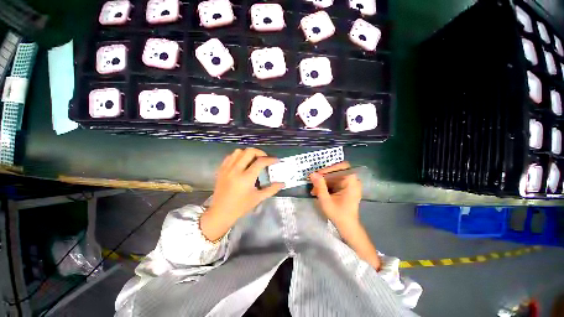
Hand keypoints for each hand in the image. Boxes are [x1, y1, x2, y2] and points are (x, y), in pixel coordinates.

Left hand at [201, 148, 283, 240]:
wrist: (220, 212)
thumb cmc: (240, 207)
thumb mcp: (258, 198)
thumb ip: (272, 189)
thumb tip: (283, 183)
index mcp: (246, 178)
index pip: (260, 162)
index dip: (270, 159)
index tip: (276, 160)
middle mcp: (236, 170)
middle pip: (249, 152)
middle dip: (260, 152)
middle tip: (265, 158)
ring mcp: (227, 168)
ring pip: (239, 151)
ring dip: (248, 153)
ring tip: (253, 159)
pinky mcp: (221, 169)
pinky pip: (230, 156)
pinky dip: (238, 156)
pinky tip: (242, 162)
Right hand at [309, 161, 361, 227]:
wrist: (347, 227)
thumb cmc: (338, 214)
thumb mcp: (326, 200)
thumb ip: (320, 186)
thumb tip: (312, 174)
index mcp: (351, 182)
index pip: (341, 167)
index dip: (329, 169)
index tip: (318, 174)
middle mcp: (352, 181)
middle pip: (336, 172)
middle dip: (323, 177)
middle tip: (313, 181)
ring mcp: (350, 185)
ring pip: (334, 177)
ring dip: (323, 182)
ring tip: (314, 190)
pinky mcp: (346, 189)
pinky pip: (335, 182)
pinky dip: (327, 186)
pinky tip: (318, 192)